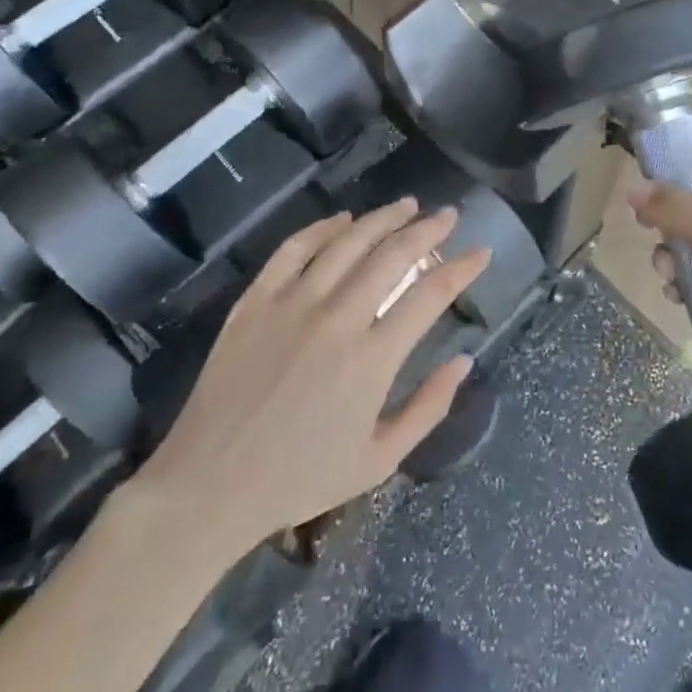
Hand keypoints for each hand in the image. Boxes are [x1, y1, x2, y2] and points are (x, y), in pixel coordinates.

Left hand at [137, 200, 489, 545]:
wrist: (210, 486)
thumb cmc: (300, 479)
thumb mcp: (379, 460)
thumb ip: (429, 407)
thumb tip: (464, 361)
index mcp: (372, 360)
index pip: (430, 295)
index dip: (462, 269)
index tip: (481, 252)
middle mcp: (337, 319)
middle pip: (393, 255)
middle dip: (428, 229)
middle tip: (447, 215)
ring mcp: (292, 304)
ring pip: (347, 242)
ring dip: (383, 218)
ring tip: (407, 205)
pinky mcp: (256, 300)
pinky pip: (294, 249)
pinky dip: (323, 228)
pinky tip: (343, 220)